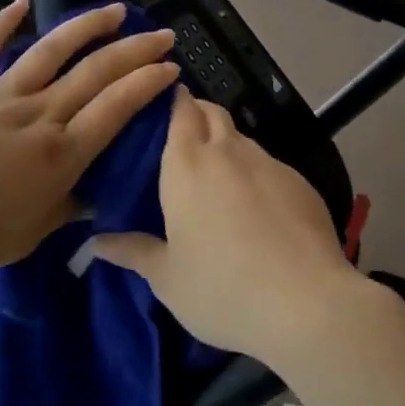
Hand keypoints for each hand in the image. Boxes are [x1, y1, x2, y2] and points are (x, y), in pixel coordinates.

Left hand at [0, 0, 178, 276]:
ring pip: (51, 51)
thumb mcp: (29, 235)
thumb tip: (94, 197)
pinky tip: (22, 1)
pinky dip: (3, 22)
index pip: (116, 109)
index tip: (170, 68)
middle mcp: (37, 115)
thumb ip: (66, 210)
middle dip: (135, 51)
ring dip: (87, 27)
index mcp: (59, 154)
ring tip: (116, 10)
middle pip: (95, 74)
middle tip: (163, 35)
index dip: (147, 85)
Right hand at [93, 90, 369, 367]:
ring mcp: (269, 164)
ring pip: (242, 139)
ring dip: (227, 146)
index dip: (172, 101)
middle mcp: (228, 152)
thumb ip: (133, 252)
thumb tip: (96, 241)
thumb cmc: (222, 287)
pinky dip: (257, 174)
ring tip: (219, 178)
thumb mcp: (167, 278)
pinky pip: (270, 166)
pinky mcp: (301, 183)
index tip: (161, 107)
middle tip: (183, 138)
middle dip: (198, 113)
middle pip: (212, 113)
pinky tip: (258, 209)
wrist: (308, 303)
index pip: (179, 110)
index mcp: (186, 165)